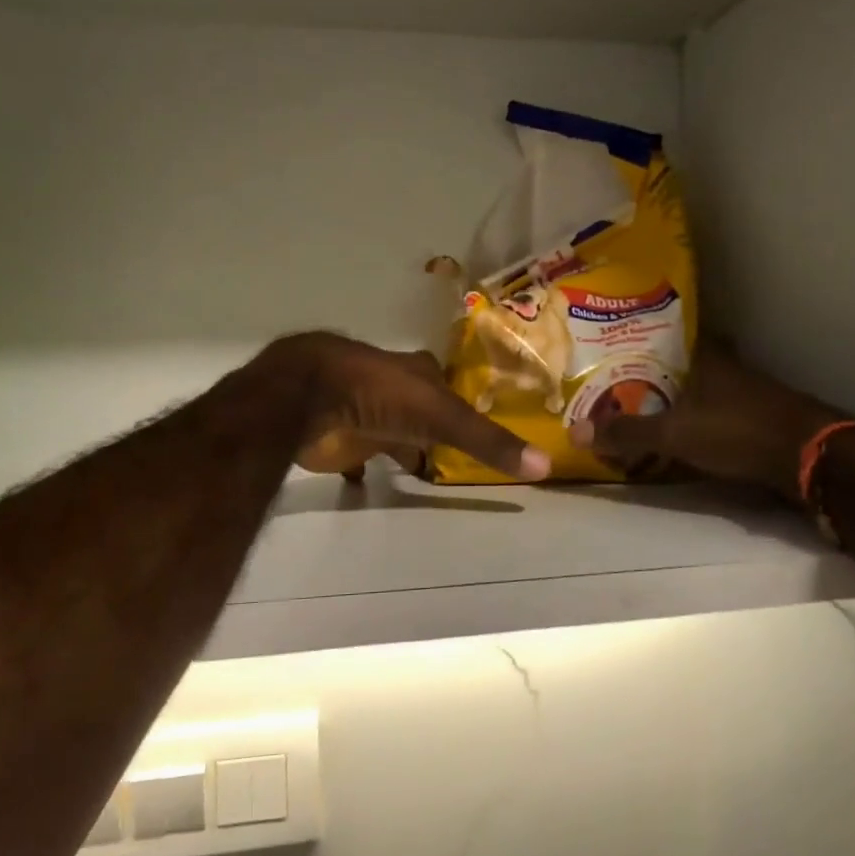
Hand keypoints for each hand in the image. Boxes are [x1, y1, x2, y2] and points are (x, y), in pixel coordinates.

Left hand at [272, 334, 549, 482]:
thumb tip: (546, 465)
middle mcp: (394, 388)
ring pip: (391, 431)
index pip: (452, 387)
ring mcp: (363, 410)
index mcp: (420, 374)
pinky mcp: (338, 437)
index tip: (480, 424)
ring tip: (424, 469)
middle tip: (455, 454)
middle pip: (422, 409)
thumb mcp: (442, 417)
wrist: (307, 395)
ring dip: (403, 446)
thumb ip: (488, 442)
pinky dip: (363, 467)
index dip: (465, 404)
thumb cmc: (381, 394)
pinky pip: (357, 455)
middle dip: (434, 427)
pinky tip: (368, 481)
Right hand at [568, 345, 840, 493]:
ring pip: (704, 389)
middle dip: (659, 372)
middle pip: (686, 364)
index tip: (620, 344)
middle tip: (623, 382)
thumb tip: (574, 431)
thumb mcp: (673, 434)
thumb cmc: (736, 431)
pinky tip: (683, 434)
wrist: (809, 457)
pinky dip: (699, 421)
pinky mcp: (761, 419)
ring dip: (680, 398)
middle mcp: (729, 367)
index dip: (647, 337)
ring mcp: (749, 393)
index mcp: (707, 357)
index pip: (673, 334)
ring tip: (644, 409)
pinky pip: (718, 414)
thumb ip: (627, 433)